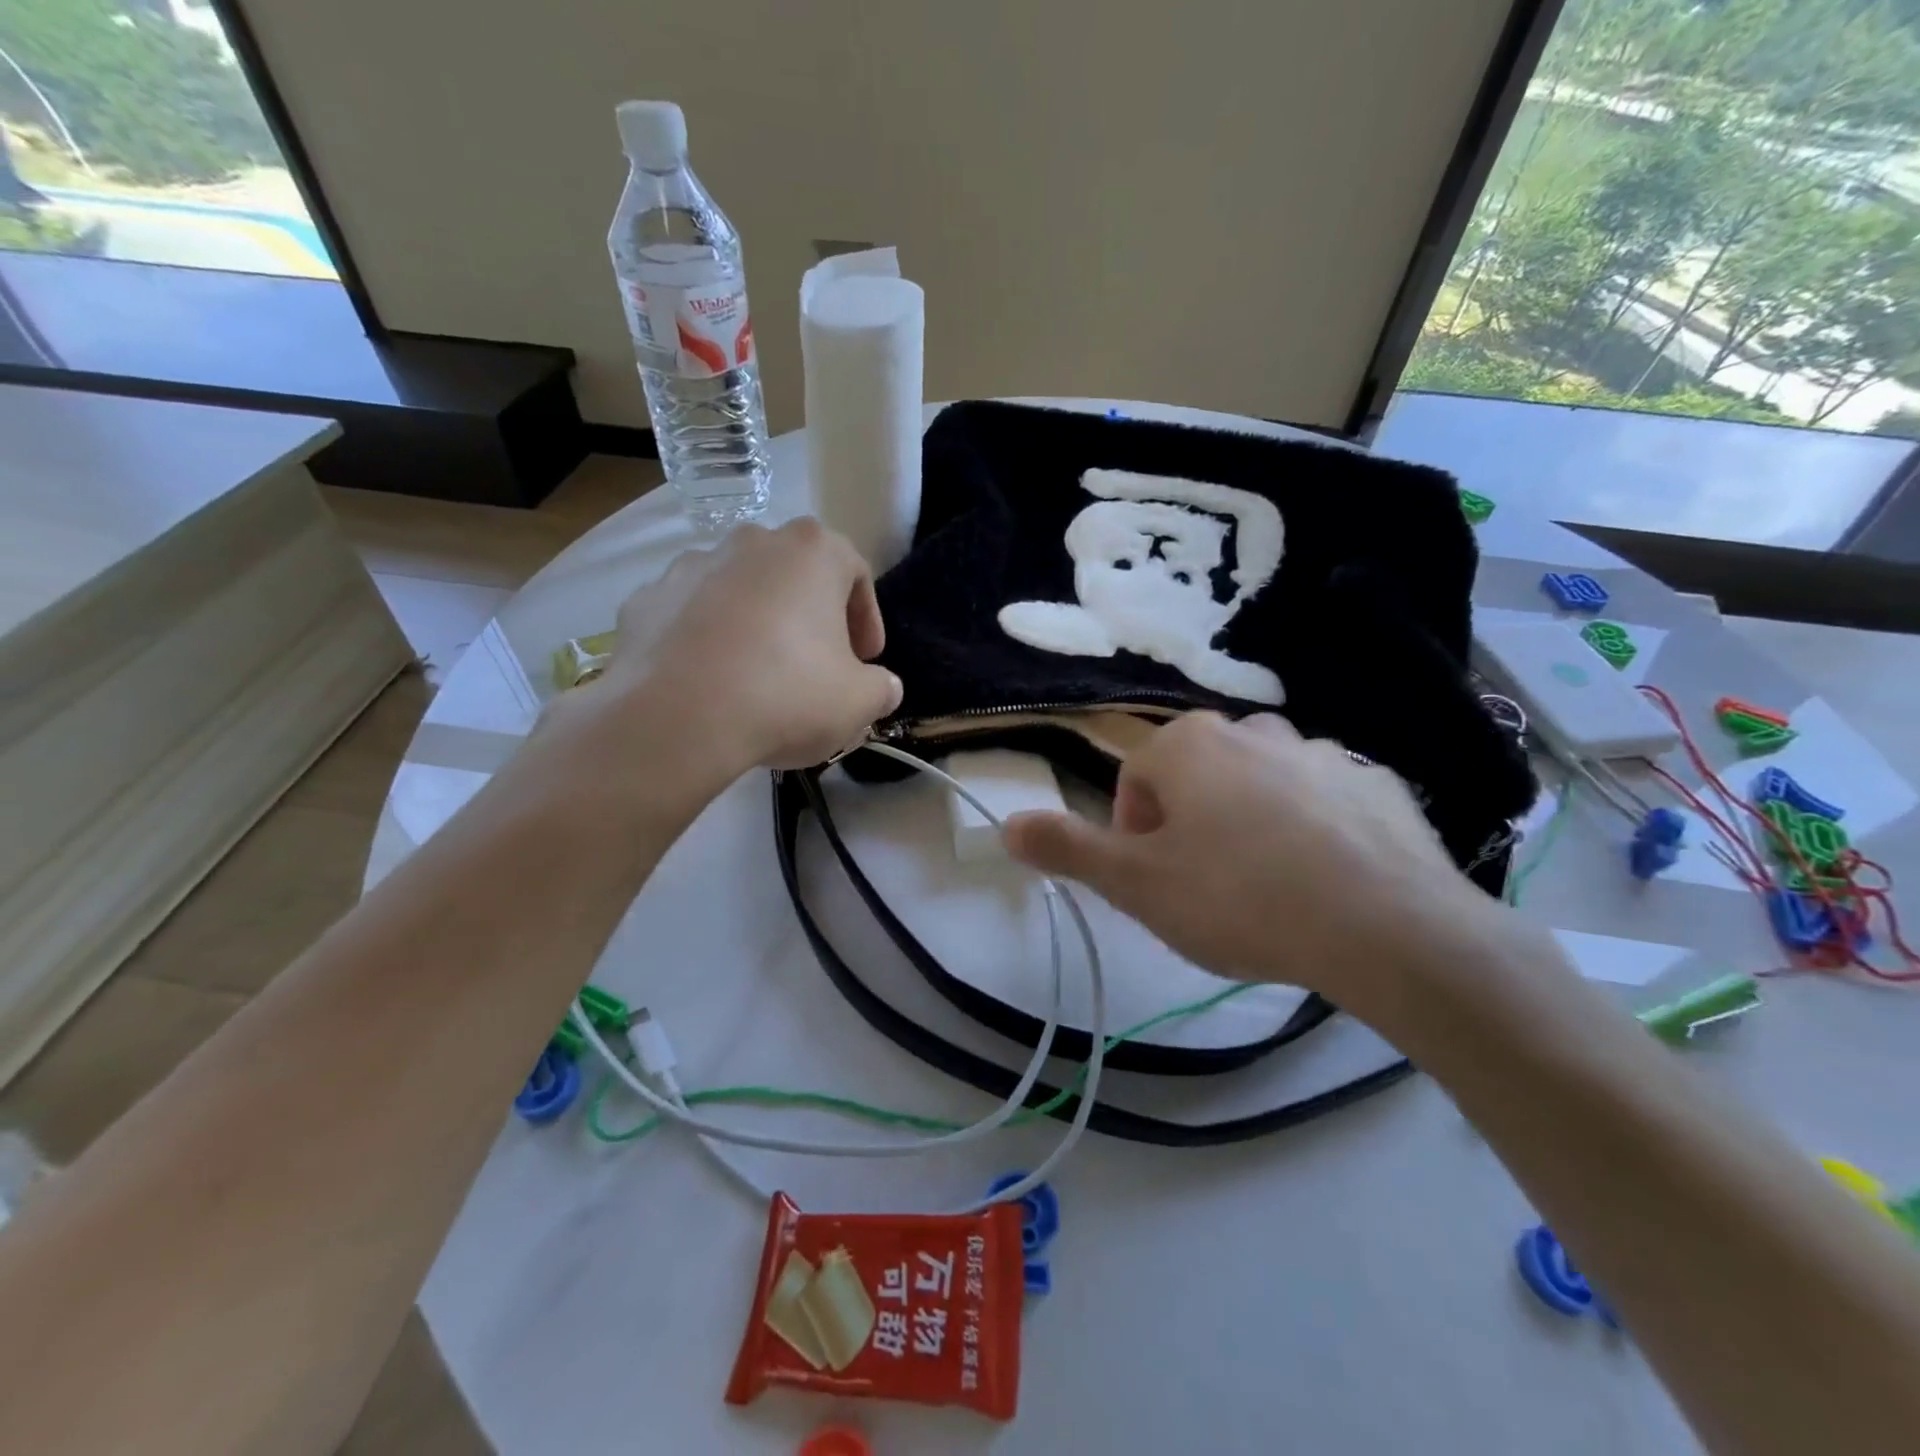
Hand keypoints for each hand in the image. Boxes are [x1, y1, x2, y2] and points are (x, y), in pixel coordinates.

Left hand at [586, 519, 901, 776]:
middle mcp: (751, 542)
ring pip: (740, 591)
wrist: (676, 719)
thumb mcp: (859, 702)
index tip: (865, 661)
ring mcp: (691, 566)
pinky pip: (690, 616)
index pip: (856, 573)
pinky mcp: (645, 599)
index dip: (866, 620)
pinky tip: (710, 683)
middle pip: (795, 576)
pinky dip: (706, 640)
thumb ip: (881, 688)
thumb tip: (883, 687)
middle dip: (811, 618)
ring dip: (757, 625)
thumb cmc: (786, 695)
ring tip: (758, 678)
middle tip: (817, 666)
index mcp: (812, 551)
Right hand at [1002, 713, 1513, 1015]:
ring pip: (1260, 787)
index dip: (1133, 834)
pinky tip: (1324, 884)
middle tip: (1204, 889)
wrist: (1388, 928)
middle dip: (1189, 827)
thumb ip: (1066, 848)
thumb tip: (1006, 823)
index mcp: (1188, 745)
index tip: (1154, 883)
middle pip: (1198, 778)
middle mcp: (1252, 731)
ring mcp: (1322, 752)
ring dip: (1249, 826)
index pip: (1136, 779)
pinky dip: (1311, 831)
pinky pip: (1323, 801)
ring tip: (1266, 890)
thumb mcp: (1135, 884)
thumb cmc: (1239, 898)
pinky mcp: (1377, 784)